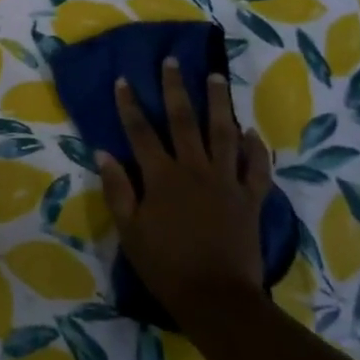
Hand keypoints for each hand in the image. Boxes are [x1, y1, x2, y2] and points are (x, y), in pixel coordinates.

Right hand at [99, 59, 272, 323]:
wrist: (217, 298)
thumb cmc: (166, 266)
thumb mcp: (130, 231)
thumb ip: (117, 189)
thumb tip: (103, 153)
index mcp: (162, 177)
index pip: (141, 132)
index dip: (130, 105)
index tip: (124, 80)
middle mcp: (194, 169)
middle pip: (183, 120)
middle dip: (175, 88)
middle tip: (173, 61)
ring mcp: (226, 181)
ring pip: (224, 133)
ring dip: (219, 103)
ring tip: (217, 77)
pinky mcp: (251, 198)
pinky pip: (256, 167)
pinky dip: (256, 148)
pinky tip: (252, 131)